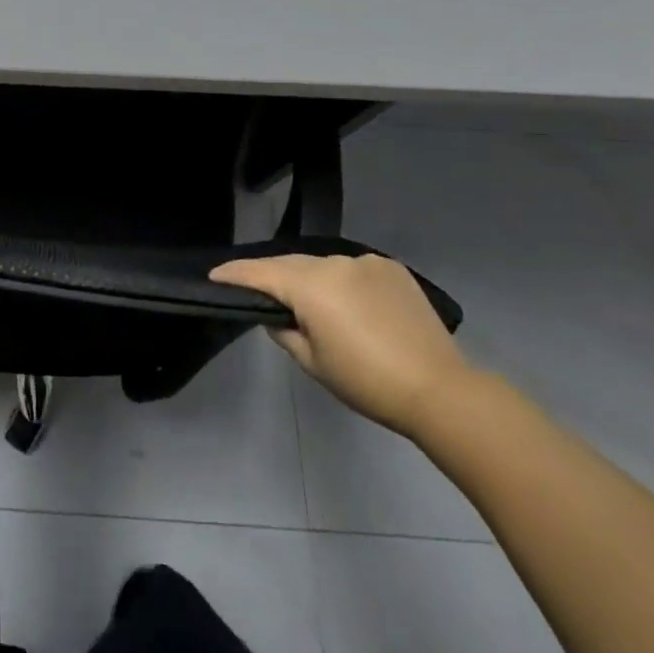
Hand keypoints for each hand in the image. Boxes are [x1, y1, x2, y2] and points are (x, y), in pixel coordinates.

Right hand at [210, 253, 471, 435]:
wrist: (440, 390)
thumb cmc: (367, 382)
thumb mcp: (313, 362)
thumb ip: (285, 332)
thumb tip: (278, 315)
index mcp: (311, 285)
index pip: (260, 272)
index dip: (234, 273)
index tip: (214, 275)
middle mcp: (335, 262)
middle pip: (291, 265)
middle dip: (272, 276)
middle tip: (255, 290)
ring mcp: (366, 262)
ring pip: (324, 266)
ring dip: (311, 279)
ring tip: (309, 302)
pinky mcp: (392, 268)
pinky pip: (353, 269)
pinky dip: (343, 282)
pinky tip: (350, 303)